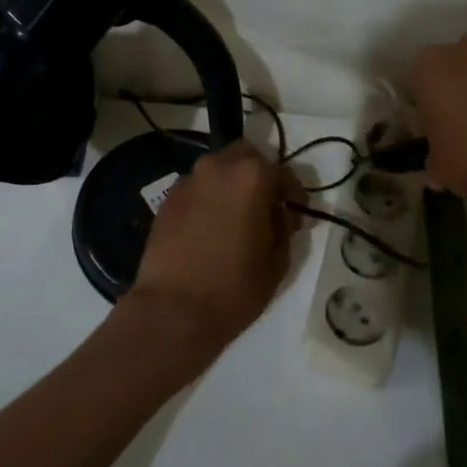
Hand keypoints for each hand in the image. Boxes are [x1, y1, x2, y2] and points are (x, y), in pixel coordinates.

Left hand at [125, 141, 305, 363]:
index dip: (294, 194)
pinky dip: (209, 199)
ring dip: (232, 186)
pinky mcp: (167, 200)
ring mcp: (187, 181)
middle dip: (260, 176)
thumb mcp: (277, 260)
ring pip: (218, 170)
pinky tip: (212, 228)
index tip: (299, 215)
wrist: (173, 310)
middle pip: (245, 157)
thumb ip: (284, 227)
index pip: (282, 173)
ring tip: (238, 218)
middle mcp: (217, 167)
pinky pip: (197, 189)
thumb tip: (283, 214)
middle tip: (267, 206)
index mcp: (250, 176)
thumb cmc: (234, 286)